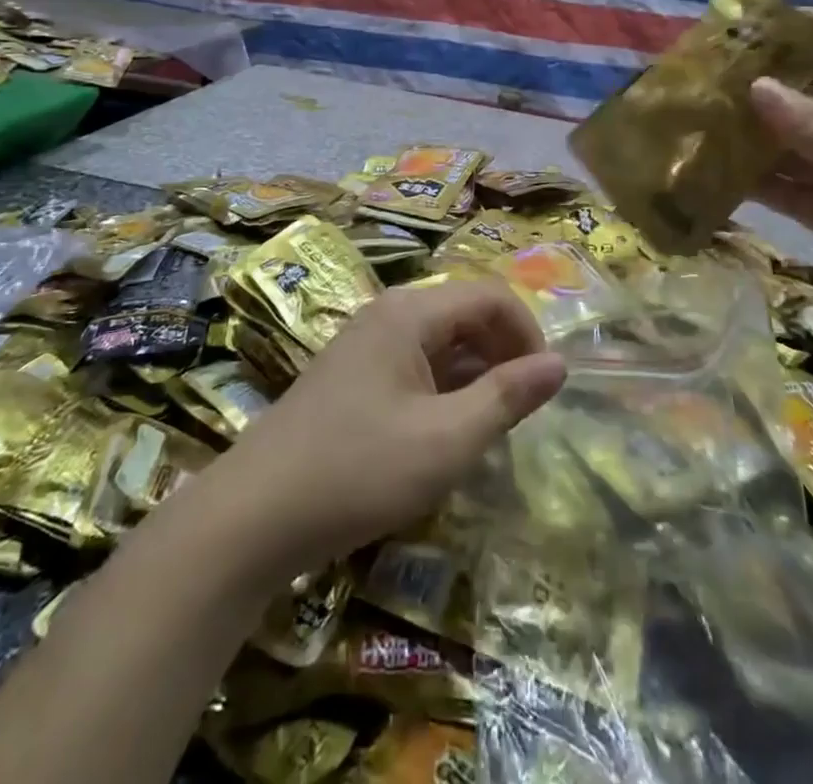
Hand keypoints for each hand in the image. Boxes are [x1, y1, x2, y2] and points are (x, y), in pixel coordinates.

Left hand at [202, 279, 565, 584]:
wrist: (253, 516)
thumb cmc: (358, 470)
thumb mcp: (446, 440)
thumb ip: (507, 397)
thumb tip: (559, 364)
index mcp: (410, 313)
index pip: (490, 296)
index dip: (527, 333)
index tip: (544, 386)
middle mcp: (387, 315)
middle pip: (464, 313)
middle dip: (503, 352)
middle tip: (522, 409)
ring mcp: (365, 345)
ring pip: (440, 342)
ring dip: (475, 373)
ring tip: (491, 424)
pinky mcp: (352, 376)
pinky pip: (414, 364)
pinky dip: (443, 388)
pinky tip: (446, 431)